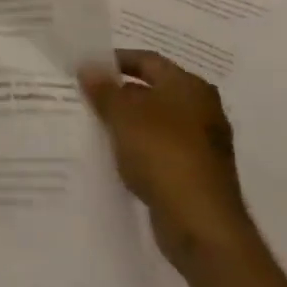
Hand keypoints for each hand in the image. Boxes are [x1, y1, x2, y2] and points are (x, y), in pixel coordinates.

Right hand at [81, 51, 257, 280]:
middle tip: (84, 94)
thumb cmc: (163, 155)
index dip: (115, 60)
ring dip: (127, 122)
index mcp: (190, 87)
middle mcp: (201, 110)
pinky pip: (159, 149)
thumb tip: (88, 67)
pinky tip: (114, 155)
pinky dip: (138, 148)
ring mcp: (202, 144)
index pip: (148, 60)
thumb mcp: (123, 115)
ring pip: (154, 122)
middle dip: (118, 92)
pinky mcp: (195, 173)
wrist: (201, 225)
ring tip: (93, 123)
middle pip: (152, 90)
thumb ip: (103, 89)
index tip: (85, 67)